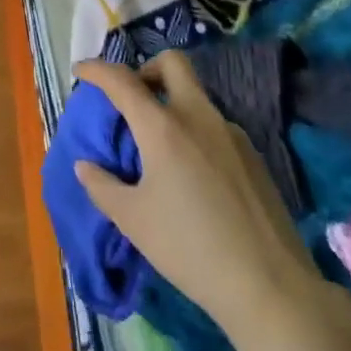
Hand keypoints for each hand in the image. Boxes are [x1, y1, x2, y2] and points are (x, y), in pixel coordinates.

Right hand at [72, 53, 325, 332]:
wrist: (270, 286)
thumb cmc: (189, 248)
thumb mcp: (133, 220)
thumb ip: (102, 186)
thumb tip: (86, 166)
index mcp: (163, 128)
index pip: (122, 81)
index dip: (97, 70)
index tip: (80, 70)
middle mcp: (199, 117)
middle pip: (172, 64)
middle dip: (145, 69)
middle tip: (130, 98)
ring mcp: (232, 134)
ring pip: (196, 96)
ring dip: (171, 104)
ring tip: (157, 147)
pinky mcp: (253, 156)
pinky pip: (214, 126)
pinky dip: (193, 131)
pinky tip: (191, 174)